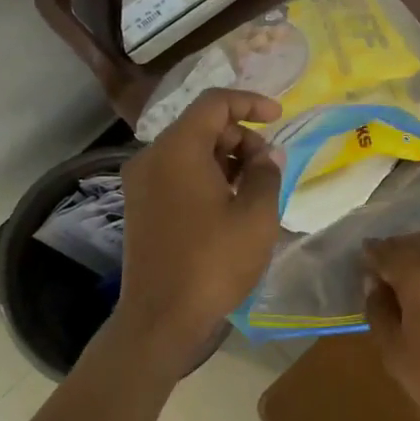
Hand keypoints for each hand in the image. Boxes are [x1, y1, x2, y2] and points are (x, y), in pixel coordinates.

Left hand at [113, 89, 283, 368]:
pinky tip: (229, 205)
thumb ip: (267, 174)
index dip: (250, 102)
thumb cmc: (214, 262)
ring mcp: (141, 183)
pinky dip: (205, 176)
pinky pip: (177, 174)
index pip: (214, 103)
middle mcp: (152, 157)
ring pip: (189, 151)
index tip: (279, 117)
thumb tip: (267, 155)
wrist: (162, 318)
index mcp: (178, 149)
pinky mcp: (140, 206)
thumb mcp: (256, 216)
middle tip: (269, 169)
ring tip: (254, 190)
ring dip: (225, 159)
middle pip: (201, 126)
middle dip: (241, 137)